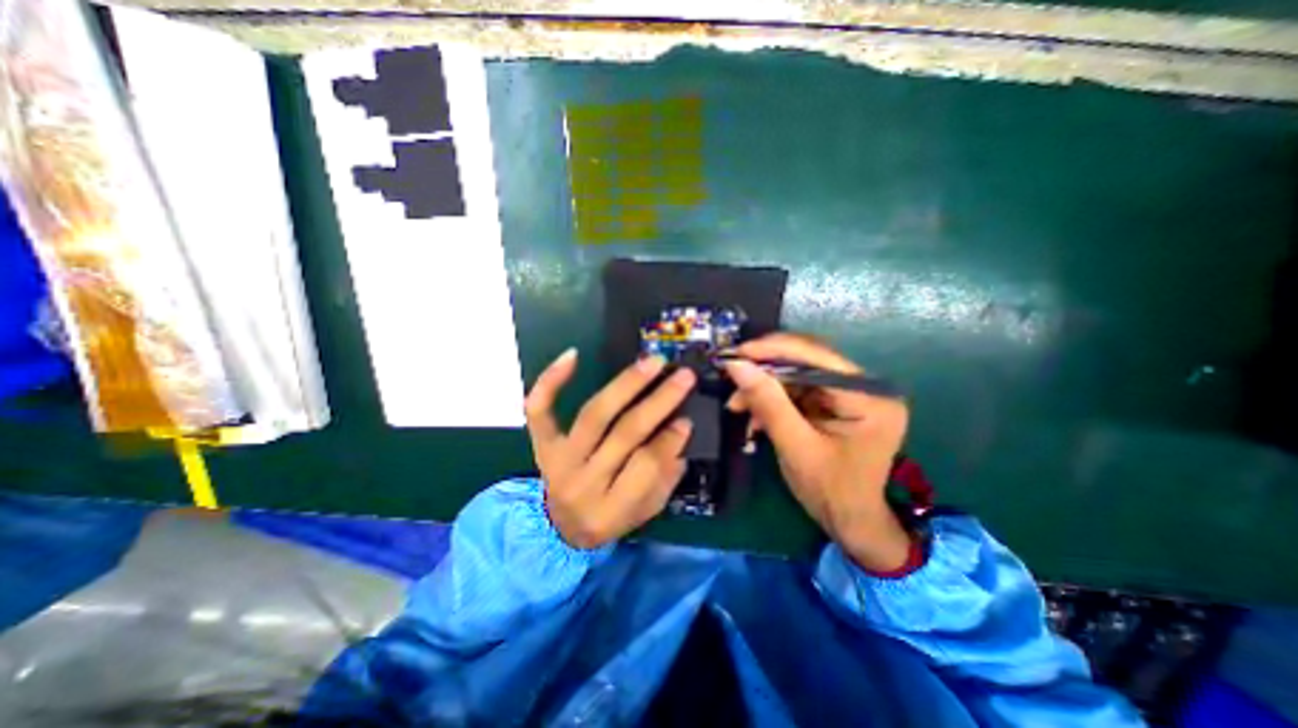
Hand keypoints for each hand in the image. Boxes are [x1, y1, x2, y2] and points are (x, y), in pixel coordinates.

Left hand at [520, 348, 694, 548]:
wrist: (563, 527)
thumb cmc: (611, 517)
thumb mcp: (646, 509)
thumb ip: (665, 475)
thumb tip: (680, 428)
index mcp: (609, 510)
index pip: (646, 466)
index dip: (670, 439)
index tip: (688, 418)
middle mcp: (580, 484)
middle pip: (624, 434)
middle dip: (658, 401)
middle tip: (682, 376)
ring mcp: (557, 460)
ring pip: (594, 414)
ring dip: (626, 384)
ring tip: (651, 362)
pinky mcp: (542, 444)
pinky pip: (539, 409)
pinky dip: (551, 381)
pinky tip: (572, 355)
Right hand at [727, 337, 903, 575]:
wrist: (851, 522)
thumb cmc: (831, 492)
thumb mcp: (795, 447)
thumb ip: (768, 403)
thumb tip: (736, 365)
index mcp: (868, 396)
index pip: (816, 356)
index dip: (772, 350)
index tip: (735, 354)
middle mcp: (863, 386)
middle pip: (805, 362)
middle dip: (764, 372)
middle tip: (731, 379)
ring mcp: (849, 394)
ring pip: (795, 375)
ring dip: (763, 388)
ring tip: (736, 405)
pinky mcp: (834, 403)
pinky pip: (796, 390)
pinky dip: (771, 400)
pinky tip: (753, 415)